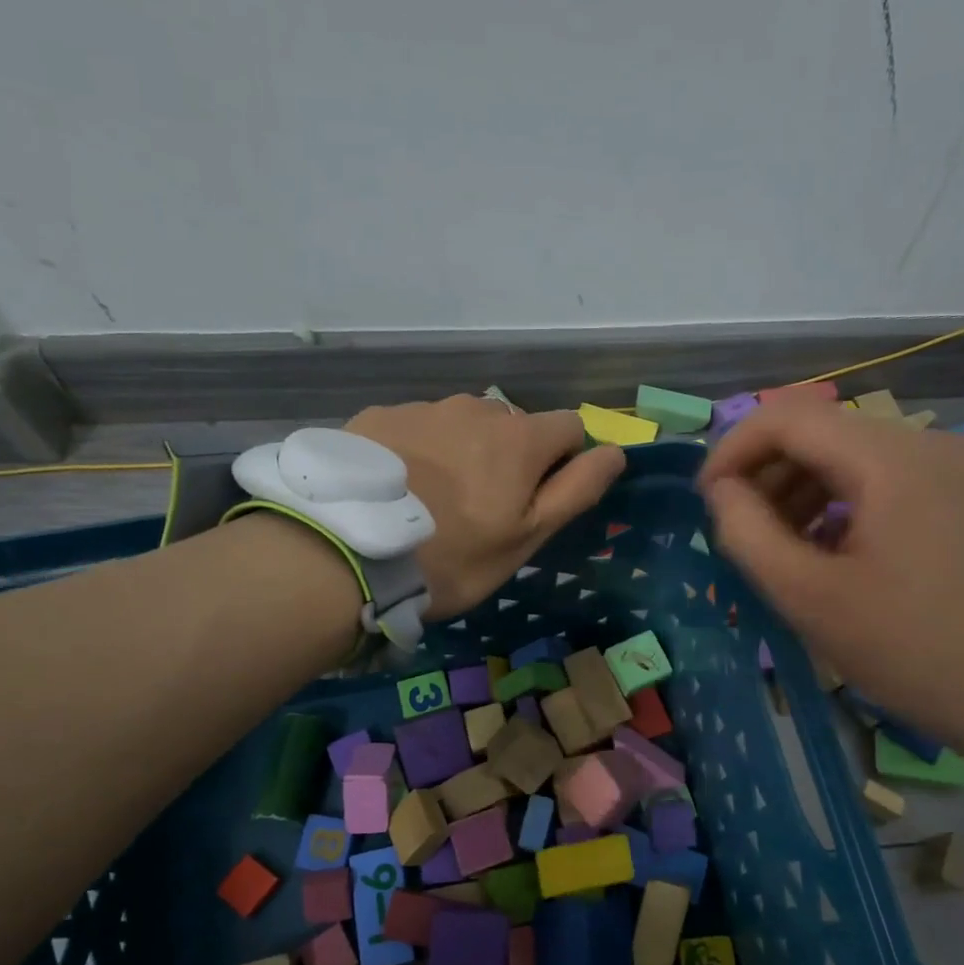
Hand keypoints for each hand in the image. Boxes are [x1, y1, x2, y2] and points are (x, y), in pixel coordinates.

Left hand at [348, 396, 625, 618]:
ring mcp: (423, 408)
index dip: (563, 462)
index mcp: (520, 438)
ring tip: (432, 499)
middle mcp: (477, 409)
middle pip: (513, 424)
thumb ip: (577, 490)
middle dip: (510, 456)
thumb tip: (616, 452)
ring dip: (463, 450)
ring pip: (463, 424)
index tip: (536, 500)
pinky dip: (419, 450)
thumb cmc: (454, 556)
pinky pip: (417, 427)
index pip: (569, 427)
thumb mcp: (528, 536)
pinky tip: (397, 488)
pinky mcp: (379, 416)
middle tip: (479, 508)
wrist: (348, 551)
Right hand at [698, 399, 963, 782]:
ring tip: (773, 542)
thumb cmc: (908, 648)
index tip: (705, 500)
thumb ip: (746, 532)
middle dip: (763, 470)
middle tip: (736, 527)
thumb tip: (721, 490)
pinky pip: (876, 474)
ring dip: (795, 485)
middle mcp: (922, 441)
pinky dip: (833, 498)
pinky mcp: (956, 491)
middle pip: (817, 428)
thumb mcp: (806, 596)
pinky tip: (821, 545)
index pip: (786, 416)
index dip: (732, 450)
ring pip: (845, 450)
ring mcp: (947, 464)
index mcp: (888, 459)